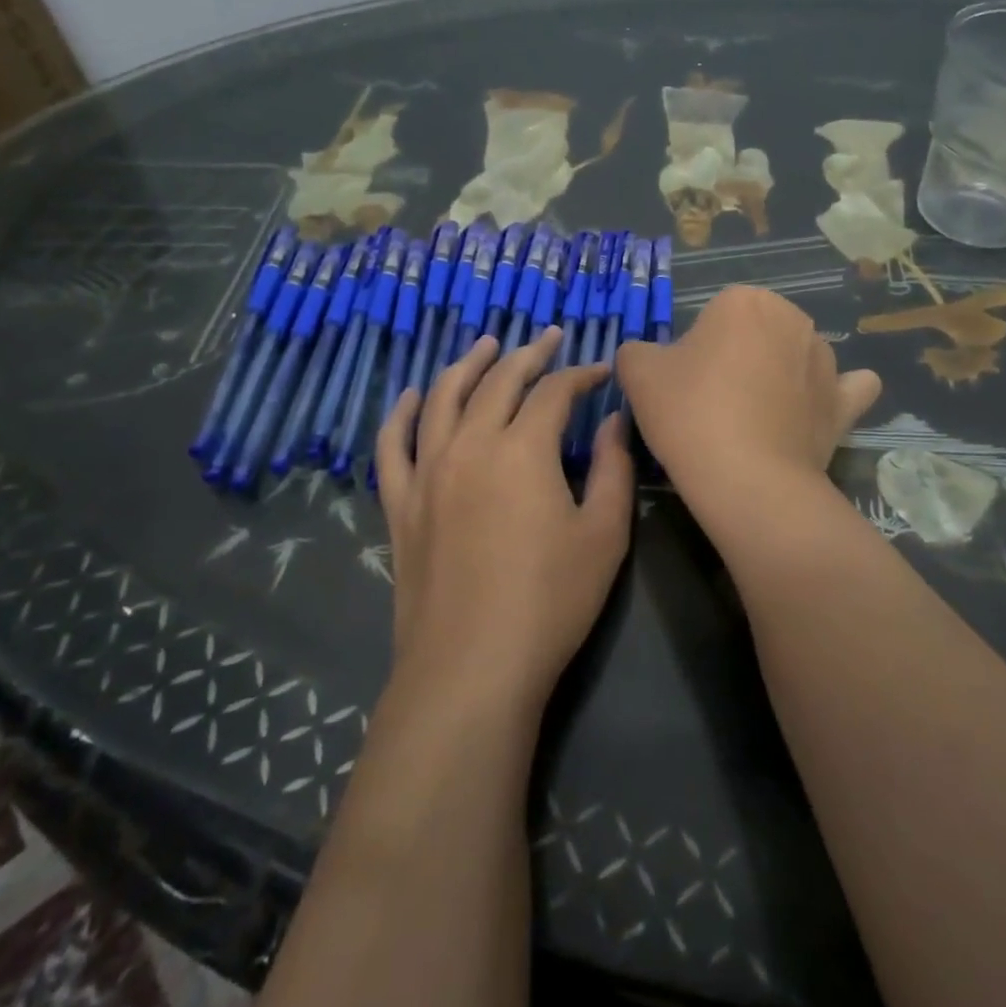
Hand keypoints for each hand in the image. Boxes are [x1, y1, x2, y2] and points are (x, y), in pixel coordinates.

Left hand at [374, 328, 634, 708]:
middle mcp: (470, 445)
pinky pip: (392, 445)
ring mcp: (427, 472)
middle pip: (499, 382)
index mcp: (523, 449)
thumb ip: (614, 470)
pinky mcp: (401, 504)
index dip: (581, 375)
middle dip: (529, 355)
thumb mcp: (604, 535)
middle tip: (549, 339)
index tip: (600, 371)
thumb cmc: (550, 601)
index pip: (555, 392)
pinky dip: (399, 414)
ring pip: (441, 399)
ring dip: (466, 366)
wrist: (472, 667)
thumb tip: (614, 423)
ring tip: (485, 345)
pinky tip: (409, 397)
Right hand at [616, 286, 880, 494]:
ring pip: (794, 358)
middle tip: (711, 404)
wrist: (746, 478)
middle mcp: (793, 319)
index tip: (684, 385)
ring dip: (779, 376)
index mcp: (744, 301)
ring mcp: (826, 360)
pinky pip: (846, 388)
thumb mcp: (638, 373)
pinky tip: (816, 408)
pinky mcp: (844, 402)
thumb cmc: (689, 413)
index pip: (712, 317)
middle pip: (755, 333)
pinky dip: (833, 394)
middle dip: (737, 358)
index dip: (694, 350)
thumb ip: (637, 351)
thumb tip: (648, 356)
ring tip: (752, 422)